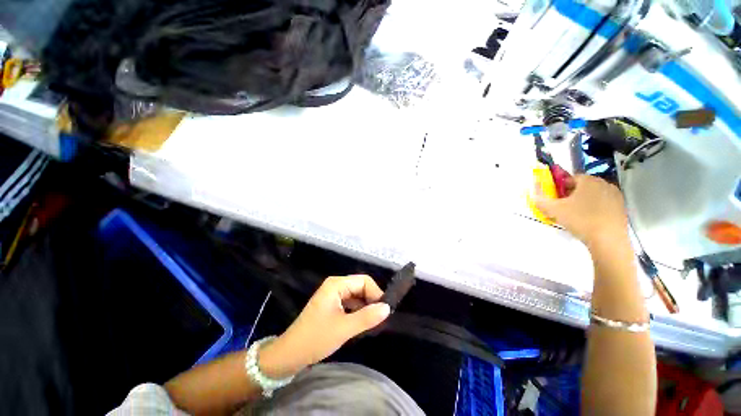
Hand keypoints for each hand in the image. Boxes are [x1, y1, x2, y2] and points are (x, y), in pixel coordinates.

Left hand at [259, 275, 389, 377]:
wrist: (290, 354)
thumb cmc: (316, 338)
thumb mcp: (344, 328)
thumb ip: (367, 317)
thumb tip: (387, 308)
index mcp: (336, 284)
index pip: (364, 281)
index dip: (376, 293)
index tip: (384, 310)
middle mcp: (335, 285)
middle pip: (360, 286)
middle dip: (371, 300)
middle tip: (380, 318)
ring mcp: (333, 294)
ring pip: (356, 295)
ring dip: (365, 306)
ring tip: (374, 321)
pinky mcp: (332, 304)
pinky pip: (350, 302)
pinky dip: (358, 310)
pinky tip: (363, 322)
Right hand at [535, 175, 628, 247]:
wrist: (608, 240)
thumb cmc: (580, 220)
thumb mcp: (553, 210)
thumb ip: (540, 199)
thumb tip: (532, 191)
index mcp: (588, 180)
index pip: (570, 178)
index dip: (559, 187)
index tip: (555, 199)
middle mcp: (604, 183)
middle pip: (582, 186)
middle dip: (571, 194)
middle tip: (563, 208)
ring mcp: (615, 195)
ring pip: (593, 195)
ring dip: (583, 201)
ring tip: (575, 216)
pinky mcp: (621, 208)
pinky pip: (603, 203)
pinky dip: (595, 209)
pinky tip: (589, 221)